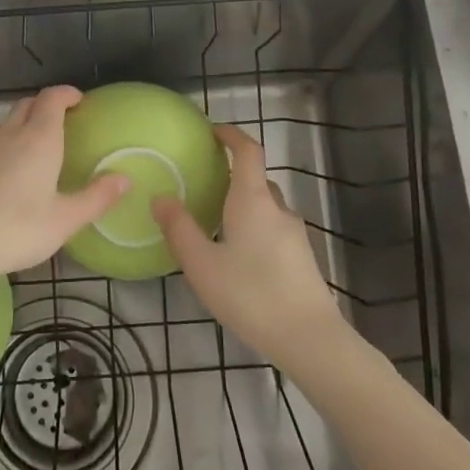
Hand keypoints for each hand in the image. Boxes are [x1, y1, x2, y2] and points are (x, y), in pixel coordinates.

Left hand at [0, 85, 128, 284]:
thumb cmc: (16, 230)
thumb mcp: (65, 220)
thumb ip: (97, 198)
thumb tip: (124, 179)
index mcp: (39, 139)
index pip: (52, 98)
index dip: (67, 94)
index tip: (80, 101)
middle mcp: (11, 134)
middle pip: (29, 104)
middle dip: (48, 105)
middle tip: (66, 121)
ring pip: (9, 122)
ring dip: (27, 122)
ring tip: (42, 146)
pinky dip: (10, 142)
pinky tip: (14, 171)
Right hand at [154, 124, 343, 362]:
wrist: (308, 338)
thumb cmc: (250, 294)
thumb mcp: (202, 264)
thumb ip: (179, 229)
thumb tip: (160, 197)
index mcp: (253, 200)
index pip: (247, 151)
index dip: (232, 135)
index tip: (213, 132)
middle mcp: (277, 208)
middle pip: (256, 179)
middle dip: (233, 176)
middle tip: (204, 188)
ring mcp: (294, 234)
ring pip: (266, 207)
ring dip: (243, 207)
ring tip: (216, 227)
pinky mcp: (302, 257)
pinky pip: (274, 229)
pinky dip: (255, 229)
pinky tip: (239, 259)